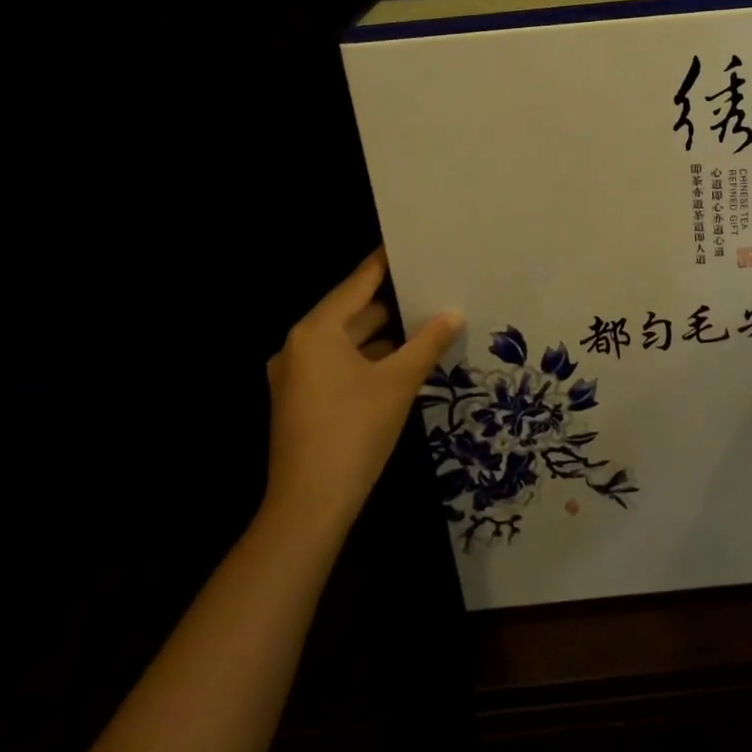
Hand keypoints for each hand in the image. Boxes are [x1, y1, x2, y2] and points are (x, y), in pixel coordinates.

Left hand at [261, 248, 463, 533]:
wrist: (309, 507)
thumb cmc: (354, 431)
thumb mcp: (399, 382)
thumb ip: (428, 342)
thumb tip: (454, 313)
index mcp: (316, 331)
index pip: (358, 282)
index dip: (387, 262)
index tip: (413, 243)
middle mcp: (299, 345)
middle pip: (352, 311)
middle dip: (393, 302)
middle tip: (433, 284)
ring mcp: (297, 376)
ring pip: (348, 341)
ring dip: (384, 335)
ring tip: (427, 319)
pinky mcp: (302, 401)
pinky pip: (340, 364)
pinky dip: (369, 359)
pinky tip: (404, 360)